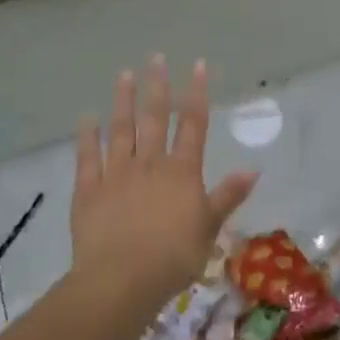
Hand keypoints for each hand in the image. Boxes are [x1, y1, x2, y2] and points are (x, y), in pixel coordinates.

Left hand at [71, 57, 257, 310]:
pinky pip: (88, 157)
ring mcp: (116, 174)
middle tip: (156, 58)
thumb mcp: (210, 228)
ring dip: (123, 101)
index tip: (197, 66)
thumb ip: (228, 196)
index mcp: (182, 172)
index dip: (197, 93)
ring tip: (124, 75)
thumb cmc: (173, 257)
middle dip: (157, 87)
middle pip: (155, 119)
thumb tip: (253, 170)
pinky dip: (87, 136)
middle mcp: (150, 164)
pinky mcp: (89, 191)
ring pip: (121, 130)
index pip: (193, 124)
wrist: (121, 280)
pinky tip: (86, 117)